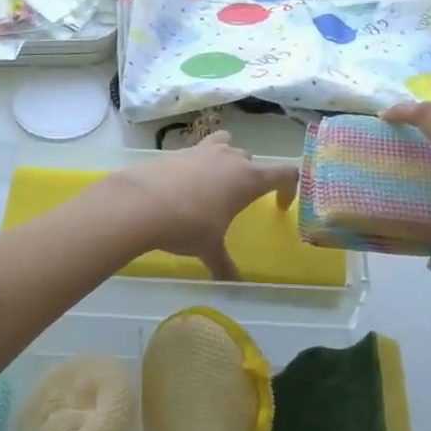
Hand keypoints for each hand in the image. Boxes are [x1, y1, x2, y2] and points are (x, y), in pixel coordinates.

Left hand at [106, 133, 299, 281]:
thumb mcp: (209, 248)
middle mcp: (230, 158)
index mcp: (249, 179)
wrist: (141, 202)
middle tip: (239, 201)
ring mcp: (203, 150)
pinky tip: (184, 186)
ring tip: (214, 184)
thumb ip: (224, 264)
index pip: (285, 173)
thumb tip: (232, 284)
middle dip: (250, 177)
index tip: (279, 205)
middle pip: (251, 160)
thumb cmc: (188, 225)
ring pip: (226, 145)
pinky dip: (198, 164)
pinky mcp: (178, 150)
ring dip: (226, 161)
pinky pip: (197, 151)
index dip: (289, 188)